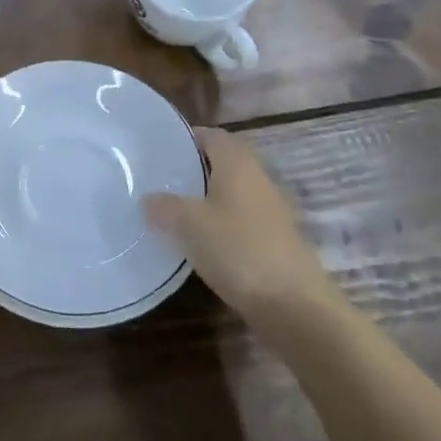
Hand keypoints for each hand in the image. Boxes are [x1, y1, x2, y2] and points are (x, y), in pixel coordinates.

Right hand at [143, 129, 338, 320]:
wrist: (293, 304)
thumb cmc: (237, 249)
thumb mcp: (188, 224)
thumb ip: (164, 206)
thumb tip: (147, 199)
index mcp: (237, 163)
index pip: (211, 135)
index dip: (186, 139)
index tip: (159, 150)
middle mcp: (257, 178)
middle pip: (223, 162)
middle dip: (193, 169)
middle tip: (160, 181)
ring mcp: (269, 210)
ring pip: (231, 192)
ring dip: (206, 198)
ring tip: (173, 212)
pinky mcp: (273, 240)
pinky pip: (239, 220)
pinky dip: (219, 224)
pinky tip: (199, 243)